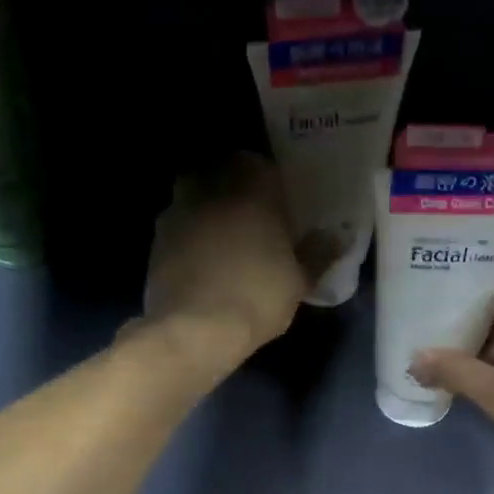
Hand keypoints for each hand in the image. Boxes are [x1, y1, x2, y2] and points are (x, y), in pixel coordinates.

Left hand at [140, 152, 310, 376]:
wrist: (194, 330)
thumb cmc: (257, 297)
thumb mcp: (299, 281)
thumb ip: (318, 254)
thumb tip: (338, 237)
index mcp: (251, 189)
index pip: (259, 164)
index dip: (268, 180)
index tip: (278, 201)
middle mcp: (210, 189)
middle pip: (220, 172)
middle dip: (232, 187)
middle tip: (250, 215)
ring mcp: (177, 213)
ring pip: (193, 196)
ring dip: (205, 209)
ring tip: (222, 239)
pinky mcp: (156, 242)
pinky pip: (176, 227)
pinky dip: (187, 237)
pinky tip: (200, 262)